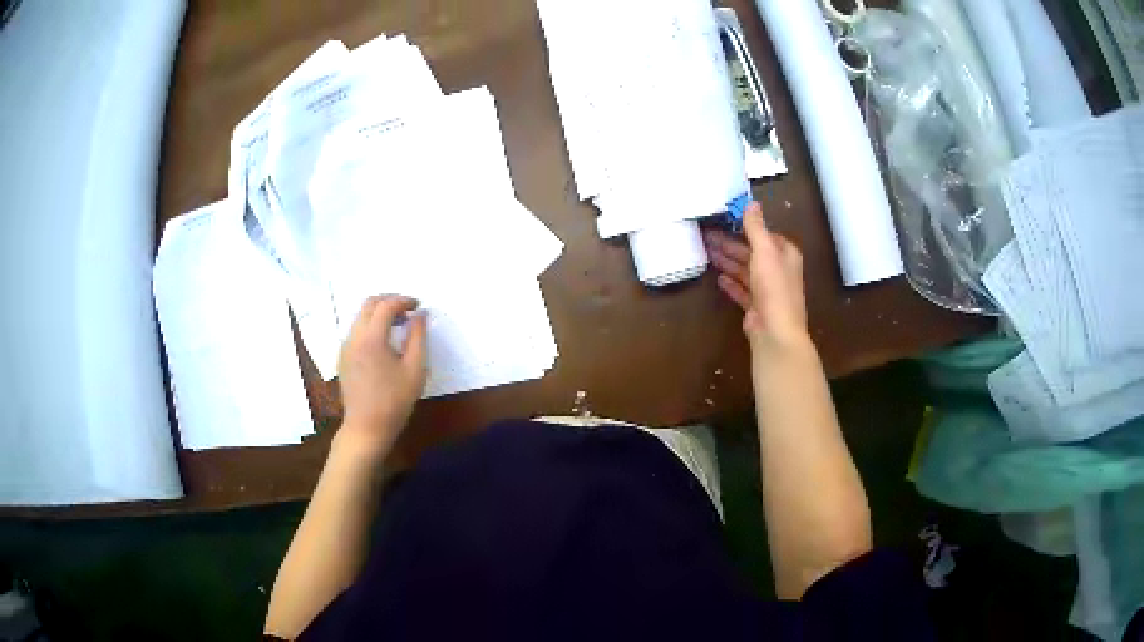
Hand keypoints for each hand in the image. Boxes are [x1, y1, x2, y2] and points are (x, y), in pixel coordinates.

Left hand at [336, 295, 427, 458]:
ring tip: (399, 325)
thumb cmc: (395, 401)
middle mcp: (354, 337)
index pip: (386, 306)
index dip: (404, 301)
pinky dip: (370, 325)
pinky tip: (384, 341)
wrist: (367, 428)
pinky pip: (356, 330)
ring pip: (360, 316)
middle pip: (369, 304)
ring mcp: (345, 347)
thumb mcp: (415, 370)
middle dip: (389, 301)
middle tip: (408, 310)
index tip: (419, 306)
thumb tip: (421, 314)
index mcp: (371, 338)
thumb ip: (418, 337)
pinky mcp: (343, 357)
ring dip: (379, 313)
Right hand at [704, 202, 809, 355]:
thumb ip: (756, 227)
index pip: (765, 235)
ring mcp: (767, 290)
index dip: (747, 227)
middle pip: (752, 253)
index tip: (726, 219)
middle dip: (731, 245)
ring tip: (707, 252)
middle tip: (707, 236)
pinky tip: (718, 278)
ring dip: (727, 261)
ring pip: (744, 271)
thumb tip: (752, 203)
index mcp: (785, 254)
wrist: (775, 331)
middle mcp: (778, 270)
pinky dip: (730, 284)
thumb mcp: (764, 250)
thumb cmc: (773, 287)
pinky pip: (741, 291)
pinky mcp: (756, 307)